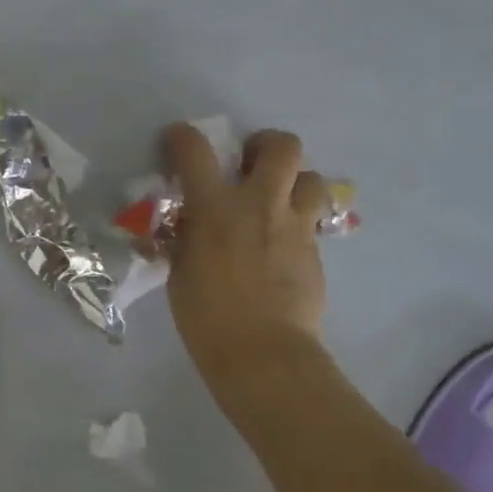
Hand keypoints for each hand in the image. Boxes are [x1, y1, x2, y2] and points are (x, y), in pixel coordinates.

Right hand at [161, 124, 331, 405]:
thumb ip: (184, 239)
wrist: (263, 355)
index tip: (177, 140)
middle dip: (265, 144)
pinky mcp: (315, 251)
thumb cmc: (207, 317)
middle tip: (248, 164)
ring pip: (311, 178)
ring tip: (275, 201)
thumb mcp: (180, 271)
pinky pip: (310, 221)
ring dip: (293, 182)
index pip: (195, 150)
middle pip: (281, 146)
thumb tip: (185, 225)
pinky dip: (295, 223)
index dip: (182, 136)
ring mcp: (294, 226)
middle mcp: (260, 204)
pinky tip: (280, 246)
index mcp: (216, 207)